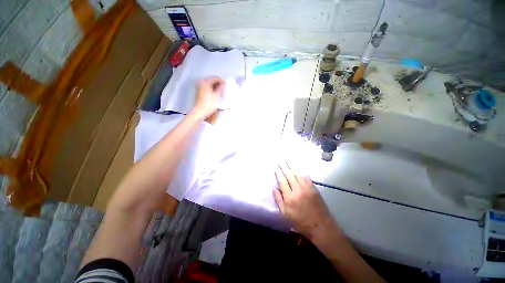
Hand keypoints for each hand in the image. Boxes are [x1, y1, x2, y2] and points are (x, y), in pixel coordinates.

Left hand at [191, 77, 225, 119]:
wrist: (199, 112)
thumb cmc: (209, 104)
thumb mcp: (217, 96)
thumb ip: (221, 88)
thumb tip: (224, 83)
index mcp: (205, 82)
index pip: (216, 78)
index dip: (222, 82)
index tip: (226, 88)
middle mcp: (201, 82)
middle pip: (213, 81)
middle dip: (219, 85)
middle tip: (223, 92)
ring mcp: (199, 87)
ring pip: (210, 85)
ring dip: (215, 88)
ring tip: (219, 95)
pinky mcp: (199, 92)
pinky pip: (207, 88)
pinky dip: (212, 90)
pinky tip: (214, 96)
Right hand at [274, 163, 340, 241]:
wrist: (321, 226)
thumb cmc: (301, 222)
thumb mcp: (286, 214)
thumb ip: (279, 200)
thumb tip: (274, 188)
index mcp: (290, 197)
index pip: (282, 181)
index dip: (278, 173)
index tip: (276, 168)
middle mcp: (298, 190)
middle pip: (289, 175)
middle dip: (284, 167)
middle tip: (280, 162)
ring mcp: (307, 188)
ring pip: (298, 174)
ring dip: (292, 167)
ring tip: (287, 161)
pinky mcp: (314, 188)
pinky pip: (306, 177)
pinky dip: (301, 171)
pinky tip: (298, 168)